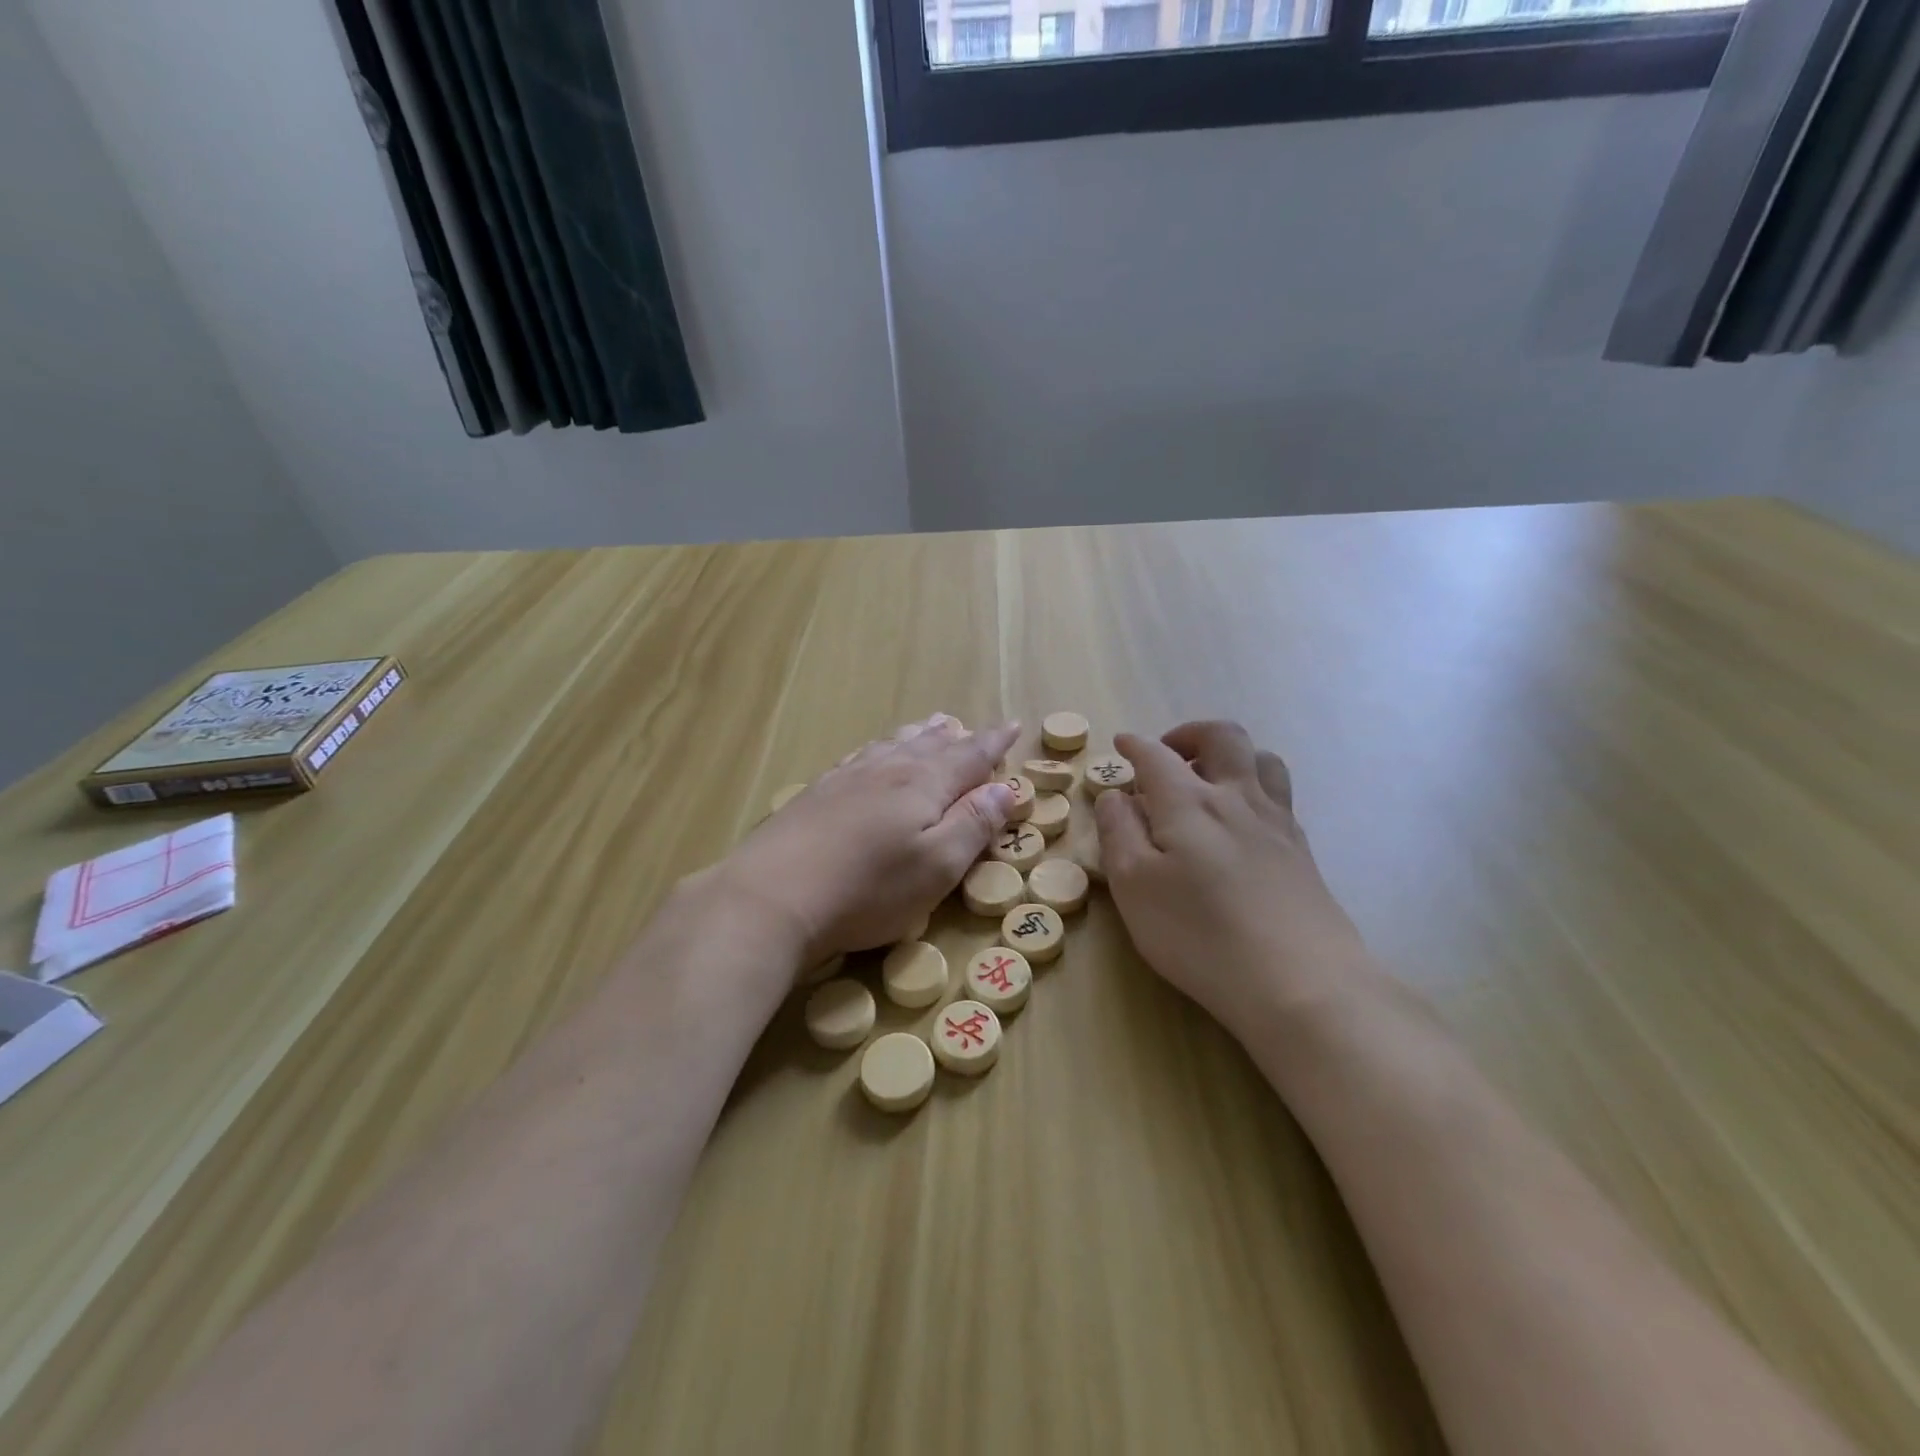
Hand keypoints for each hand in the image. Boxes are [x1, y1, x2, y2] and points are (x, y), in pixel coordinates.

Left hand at [726, 715, 1019, 968]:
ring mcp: (847, 779)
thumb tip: (1005, 788)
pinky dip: (877, 749)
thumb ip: (974, 824)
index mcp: (923, 784)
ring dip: (916, 736)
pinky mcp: (816, 794)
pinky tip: (870, 755)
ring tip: (930, 726)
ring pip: (891, 746)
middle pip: (928, 746)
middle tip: (966, 726)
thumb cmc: (868, 889)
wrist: (772, 896)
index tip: (1013, 726)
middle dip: (954, 737)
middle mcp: (887, 770)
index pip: (970, 756)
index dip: (994, 742)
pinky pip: (858, 757)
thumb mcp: (937, 866)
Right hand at [1094, 721, 1366, 1037]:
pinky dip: (1255, 788)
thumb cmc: (1200, 934)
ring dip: (1231, 755)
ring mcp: (1277, 823)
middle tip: (1168, 754)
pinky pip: (1279, 795)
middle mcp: (1237, 798)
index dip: (1136, 745)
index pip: (1157, 756)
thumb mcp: (1134, 886)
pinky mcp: (1302, 851)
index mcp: (1190, 802)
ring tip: (1210, 778)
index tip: (1122, 744)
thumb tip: (1115, 795)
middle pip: (1223, 738)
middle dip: (1190, 734)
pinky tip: (1242, 822)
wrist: (1301, 983)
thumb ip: (1118, 832)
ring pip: (1262, 759)